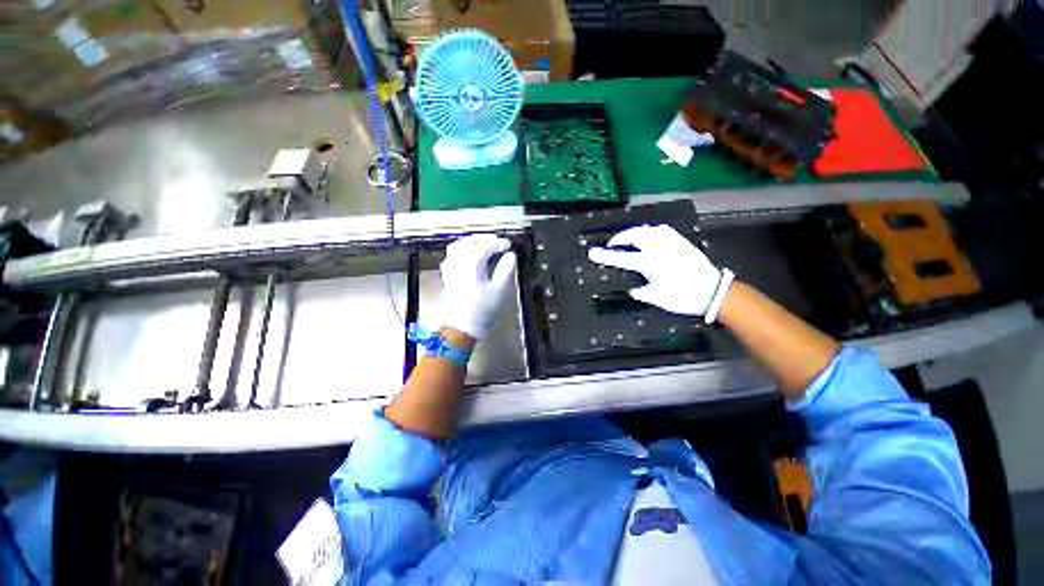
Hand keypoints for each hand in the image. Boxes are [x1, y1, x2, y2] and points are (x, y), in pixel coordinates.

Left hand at [439, 234, 516, 338]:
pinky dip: (460, 251)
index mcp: (472, 263)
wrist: (461, 326)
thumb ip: (505, 270)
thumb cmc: (482, 309)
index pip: (485, 246)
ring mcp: (450, 268)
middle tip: (495, 241)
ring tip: (481, 244)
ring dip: (470, 242)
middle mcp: (459, 262)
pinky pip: (451, 256)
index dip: (498, 243)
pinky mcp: (447, 276)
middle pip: (469, 242)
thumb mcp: (499, 289)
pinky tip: (466, 256)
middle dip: (483, 239)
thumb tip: (510, 256)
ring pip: (457, 246)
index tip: (507, 244)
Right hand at [588, 224, 730, 319]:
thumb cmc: (685, 298)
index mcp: (652, 263)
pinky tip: (650, 236)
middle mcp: (660, 249)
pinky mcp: (682, 242)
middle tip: (612, 245)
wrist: (715, 292)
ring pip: (648, 230)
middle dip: (620, 239)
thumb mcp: (660, 299)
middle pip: (635, 236)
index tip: (592, 253)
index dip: (606, 256)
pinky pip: (662, 230)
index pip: (622, 259)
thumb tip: (632, 288)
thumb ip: (643, 292)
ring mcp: (672, 243)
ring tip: (628, 239)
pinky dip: (650, 231)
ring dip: (635, 233)